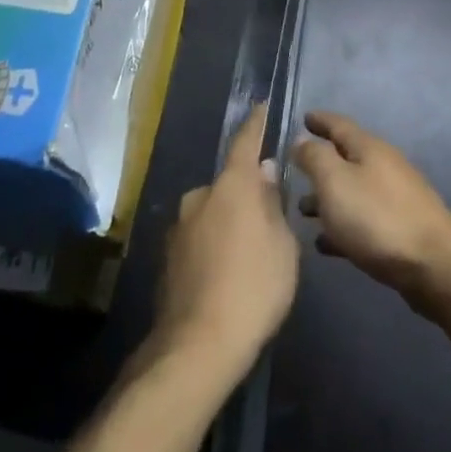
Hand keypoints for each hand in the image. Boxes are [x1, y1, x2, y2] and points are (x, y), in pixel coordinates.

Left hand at [154, 104, 298, 381]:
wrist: (197, 346)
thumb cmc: (254, 287)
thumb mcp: (283, 245)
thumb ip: (273, 203)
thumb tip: (264, 172)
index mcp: (232, 185)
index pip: (246, 142)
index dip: (255, 124)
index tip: (260, 106)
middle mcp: (200, 195)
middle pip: (229, 183)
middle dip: (246, 193)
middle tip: (266, 219)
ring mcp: (179, 226)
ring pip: (212, 212)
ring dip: (227, 222)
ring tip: (246, 256)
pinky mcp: (168, 256)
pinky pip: (198, 237)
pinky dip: (212, 245)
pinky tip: (224, 275)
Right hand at [292, 111, 450, 314]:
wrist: (433, 264)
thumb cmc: (377, 217)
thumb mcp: (335, 181)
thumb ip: (314, 157)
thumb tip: (302, 140)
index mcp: (368, 148)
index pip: (339, 124)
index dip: (319, 120)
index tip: (303, 117)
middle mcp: (383, 166)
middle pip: (346, 159)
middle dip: (320, 164)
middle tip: (294, 172)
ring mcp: (395, 198)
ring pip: (353, 191)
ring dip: (328, 198)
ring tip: (303, 211)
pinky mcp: (400, 229)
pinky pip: (363, 221)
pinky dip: (342, 226)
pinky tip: (325, 244)